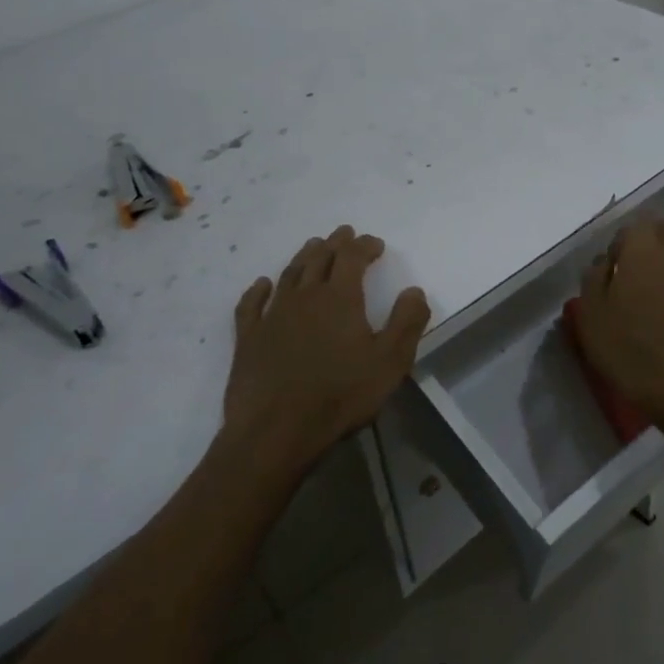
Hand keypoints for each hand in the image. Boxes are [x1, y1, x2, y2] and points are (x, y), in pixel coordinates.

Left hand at [223, 225, 429, 478]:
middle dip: (335, 244)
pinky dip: (258, 290)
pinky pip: (251, 304)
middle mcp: (305, 297)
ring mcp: (273, 315)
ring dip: (303, 257)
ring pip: (289, 275)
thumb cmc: (340, 396)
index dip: (364, 246)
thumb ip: (406, 322)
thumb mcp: (390, 362)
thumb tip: (414, 290)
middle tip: (344, 233)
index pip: (353, 257)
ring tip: (312, 246)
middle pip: (320, 259)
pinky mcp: (248, 338)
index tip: (375, 243)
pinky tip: (262, 284)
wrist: (276, 431)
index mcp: (340, 298)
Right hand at [571, 218, 663, 426]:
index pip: (635, 224)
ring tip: (657, 298)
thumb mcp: (590, 311)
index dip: (621, 243)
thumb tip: (607, 261)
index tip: (612, 269)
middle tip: (634, 277)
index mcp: (645, 249)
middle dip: (649, 245)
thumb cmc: (626, 347)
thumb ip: (595, 274)